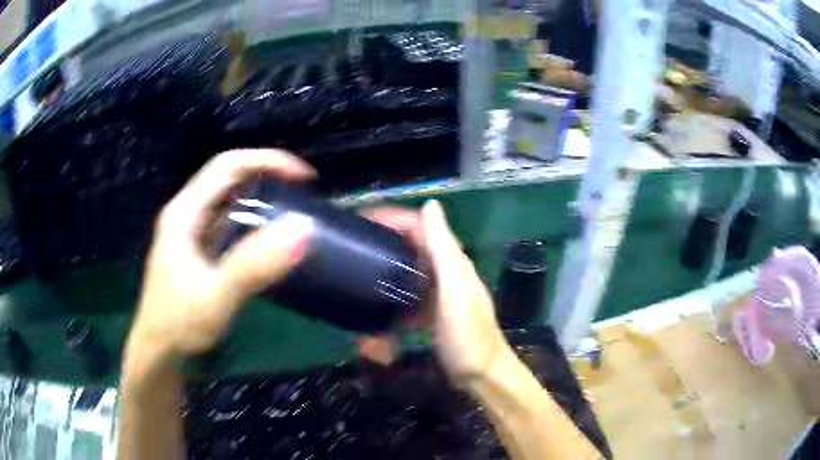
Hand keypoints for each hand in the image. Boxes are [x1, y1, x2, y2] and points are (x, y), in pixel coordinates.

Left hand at [126, 149, 314, 366]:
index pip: (229, 165)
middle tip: (301, 193)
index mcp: (185, 212)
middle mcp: (186, 214)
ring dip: (260, 198)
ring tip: (290, 210)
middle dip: (267, 175)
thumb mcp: (216, 296)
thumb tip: (303, 229)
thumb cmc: (179, 324)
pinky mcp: (197, 252)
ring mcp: (190, 233)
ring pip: (227, 200)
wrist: (158, 353)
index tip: (304, 177)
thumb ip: (254, 265)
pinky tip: (266, 240)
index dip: (267, 160)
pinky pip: (227, 224)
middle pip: (228, 177)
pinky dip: (251, 222)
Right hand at [365, 201, 510, 385]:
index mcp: (452, 262)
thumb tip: (431, 204)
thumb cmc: (467, 333)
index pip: (422, 226)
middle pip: (414, 246)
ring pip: (409, 271)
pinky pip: (408, 297)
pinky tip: (375, 301)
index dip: (395, 217)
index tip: (363, 219)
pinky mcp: (432, 314)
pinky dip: (393, 295)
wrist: (480, 375)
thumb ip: (443, 249)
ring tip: (358, 266)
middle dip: (387, 239)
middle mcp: (446, 273)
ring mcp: (439, 295)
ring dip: (387, 266)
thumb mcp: (454, 289)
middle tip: (355, 241)